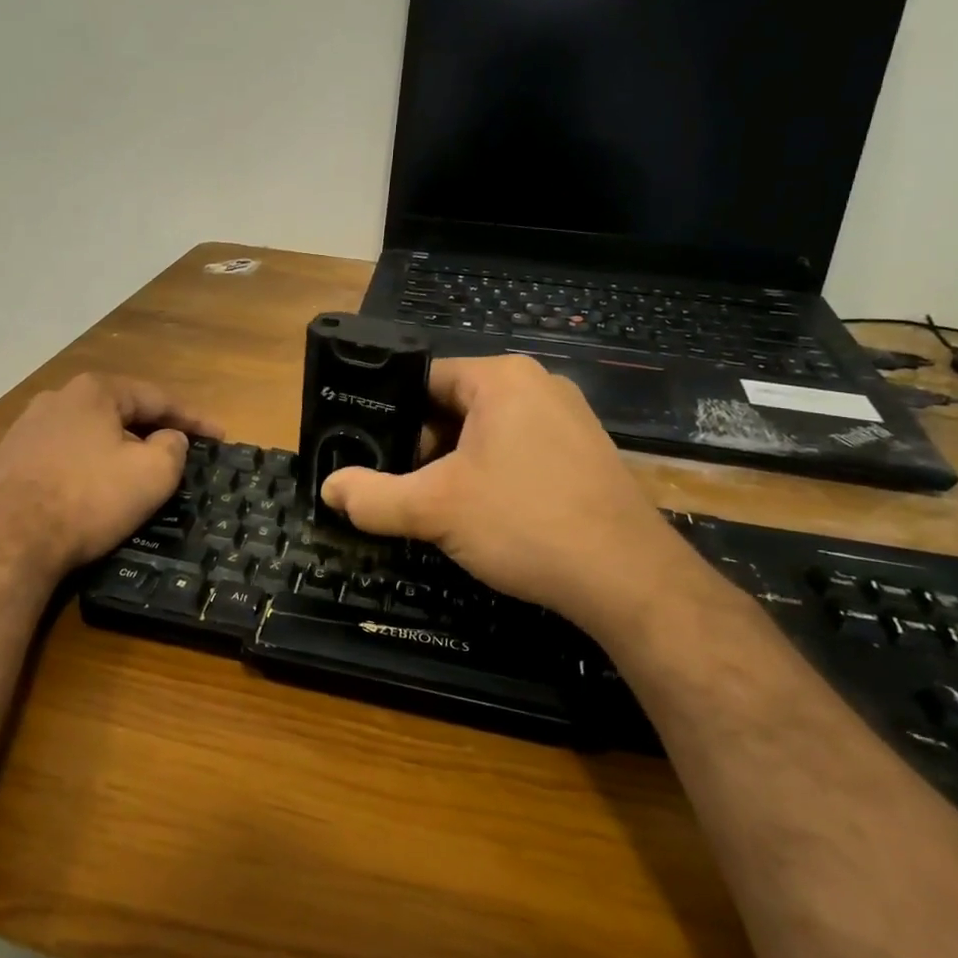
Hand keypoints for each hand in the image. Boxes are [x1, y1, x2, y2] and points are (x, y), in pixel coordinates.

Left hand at [0, 373, 219, 585]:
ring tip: (140, 468)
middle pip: (121, 411)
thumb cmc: (89, 499)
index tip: (220, 437)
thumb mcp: (153, 473)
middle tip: (183, 450)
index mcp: (95, 390)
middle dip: (154, 429)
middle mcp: (58, 398)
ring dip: (119, 447)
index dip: (194, 419)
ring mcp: (27, 427)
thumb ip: (174, 446)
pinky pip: (64, 454)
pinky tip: (95, 486)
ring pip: (90, 432)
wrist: (9, 542)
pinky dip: (88, 465)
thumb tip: (169, 438)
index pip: (157, 398)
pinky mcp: (9, 458)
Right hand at [319, 354, 713, 640]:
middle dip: (424, 448)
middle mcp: (538, 385)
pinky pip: (520, 451)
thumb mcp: (434, 509)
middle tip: (404, 489)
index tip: (371, 454)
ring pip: (487, 432)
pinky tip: (488, 517)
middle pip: (454, 406)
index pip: (424, 379)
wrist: (628, 580)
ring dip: (456, 466)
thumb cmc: (524, 523)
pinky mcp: (586, 454)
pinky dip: (493, 476)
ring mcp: (569, 419)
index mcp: (502, 377)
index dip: (392, 417)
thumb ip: (372, 497)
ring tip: (440, 507)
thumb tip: (329, 489)